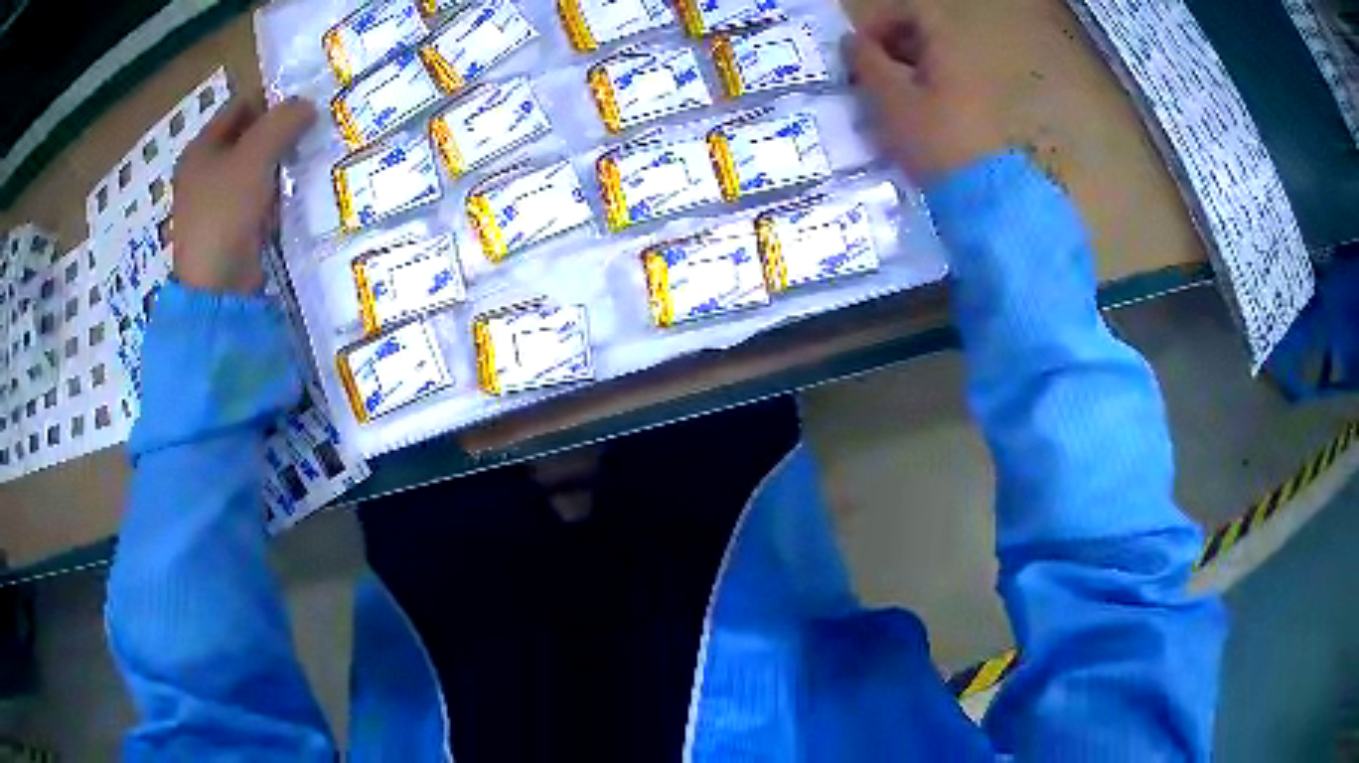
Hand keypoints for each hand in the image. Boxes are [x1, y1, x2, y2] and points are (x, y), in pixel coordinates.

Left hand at [171, 97, 315, 292]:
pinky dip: (274, 192)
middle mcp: (203, 172)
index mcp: (200, 148)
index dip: (272, 100)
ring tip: (307, 159)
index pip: (241, 106)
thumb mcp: (255, 156)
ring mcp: (214, 203)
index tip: (304, 104)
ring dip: (278, 163)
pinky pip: (255, 198)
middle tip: (310, 131)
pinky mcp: (228, 229)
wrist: (217, 288)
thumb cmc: (225, 213)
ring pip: (253, 168)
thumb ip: (283, 122)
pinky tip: (293, 192)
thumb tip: (308, 105)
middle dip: (278, 133)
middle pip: (247, 137)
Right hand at [846, 3, 1010, 182]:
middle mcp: (964, 61)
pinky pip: (937, 91)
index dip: (880, 22)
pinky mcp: (973, 117)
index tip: (858, 48)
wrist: (979, 196)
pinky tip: (899, 122)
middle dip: (884, 50)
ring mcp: (972, 90)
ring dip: (895, 75)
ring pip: (927, 66)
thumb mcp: (887, 95)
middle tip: (860, 76)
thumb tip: (851, 40)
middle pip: (919, 37)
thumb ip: (864, 60)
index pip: (912, 12)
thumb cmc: (930, 137)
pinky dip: (913, 95)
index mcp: (946, 48)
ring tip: (874, 102)